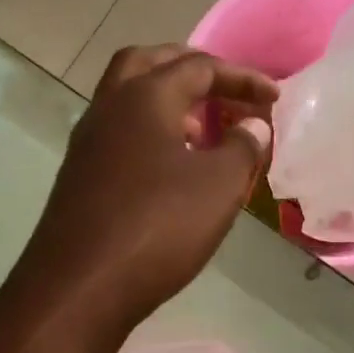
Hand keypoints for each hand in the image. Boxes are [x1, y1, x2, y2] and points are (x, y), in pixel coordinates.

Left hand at [24, 45, 276, 333]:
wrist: (79, 288)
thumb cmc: (158, 226)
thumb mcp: (218, 186)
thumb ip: (242, 147)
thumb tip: (252, 125)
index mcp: (143, 97)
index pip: (198, 66)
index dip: (241, 77)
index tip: (275, 98)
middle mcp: (108, 108)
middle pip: (149, 64)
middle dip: (191, 70)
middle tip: (223, 90)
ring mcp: (87, 143)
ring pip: (127, 99)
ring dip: (167, 102)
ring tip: (205, 132)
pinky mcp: (79, 176)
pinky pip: (119, 135)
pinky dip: (150, 134)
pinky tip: (172, 168)